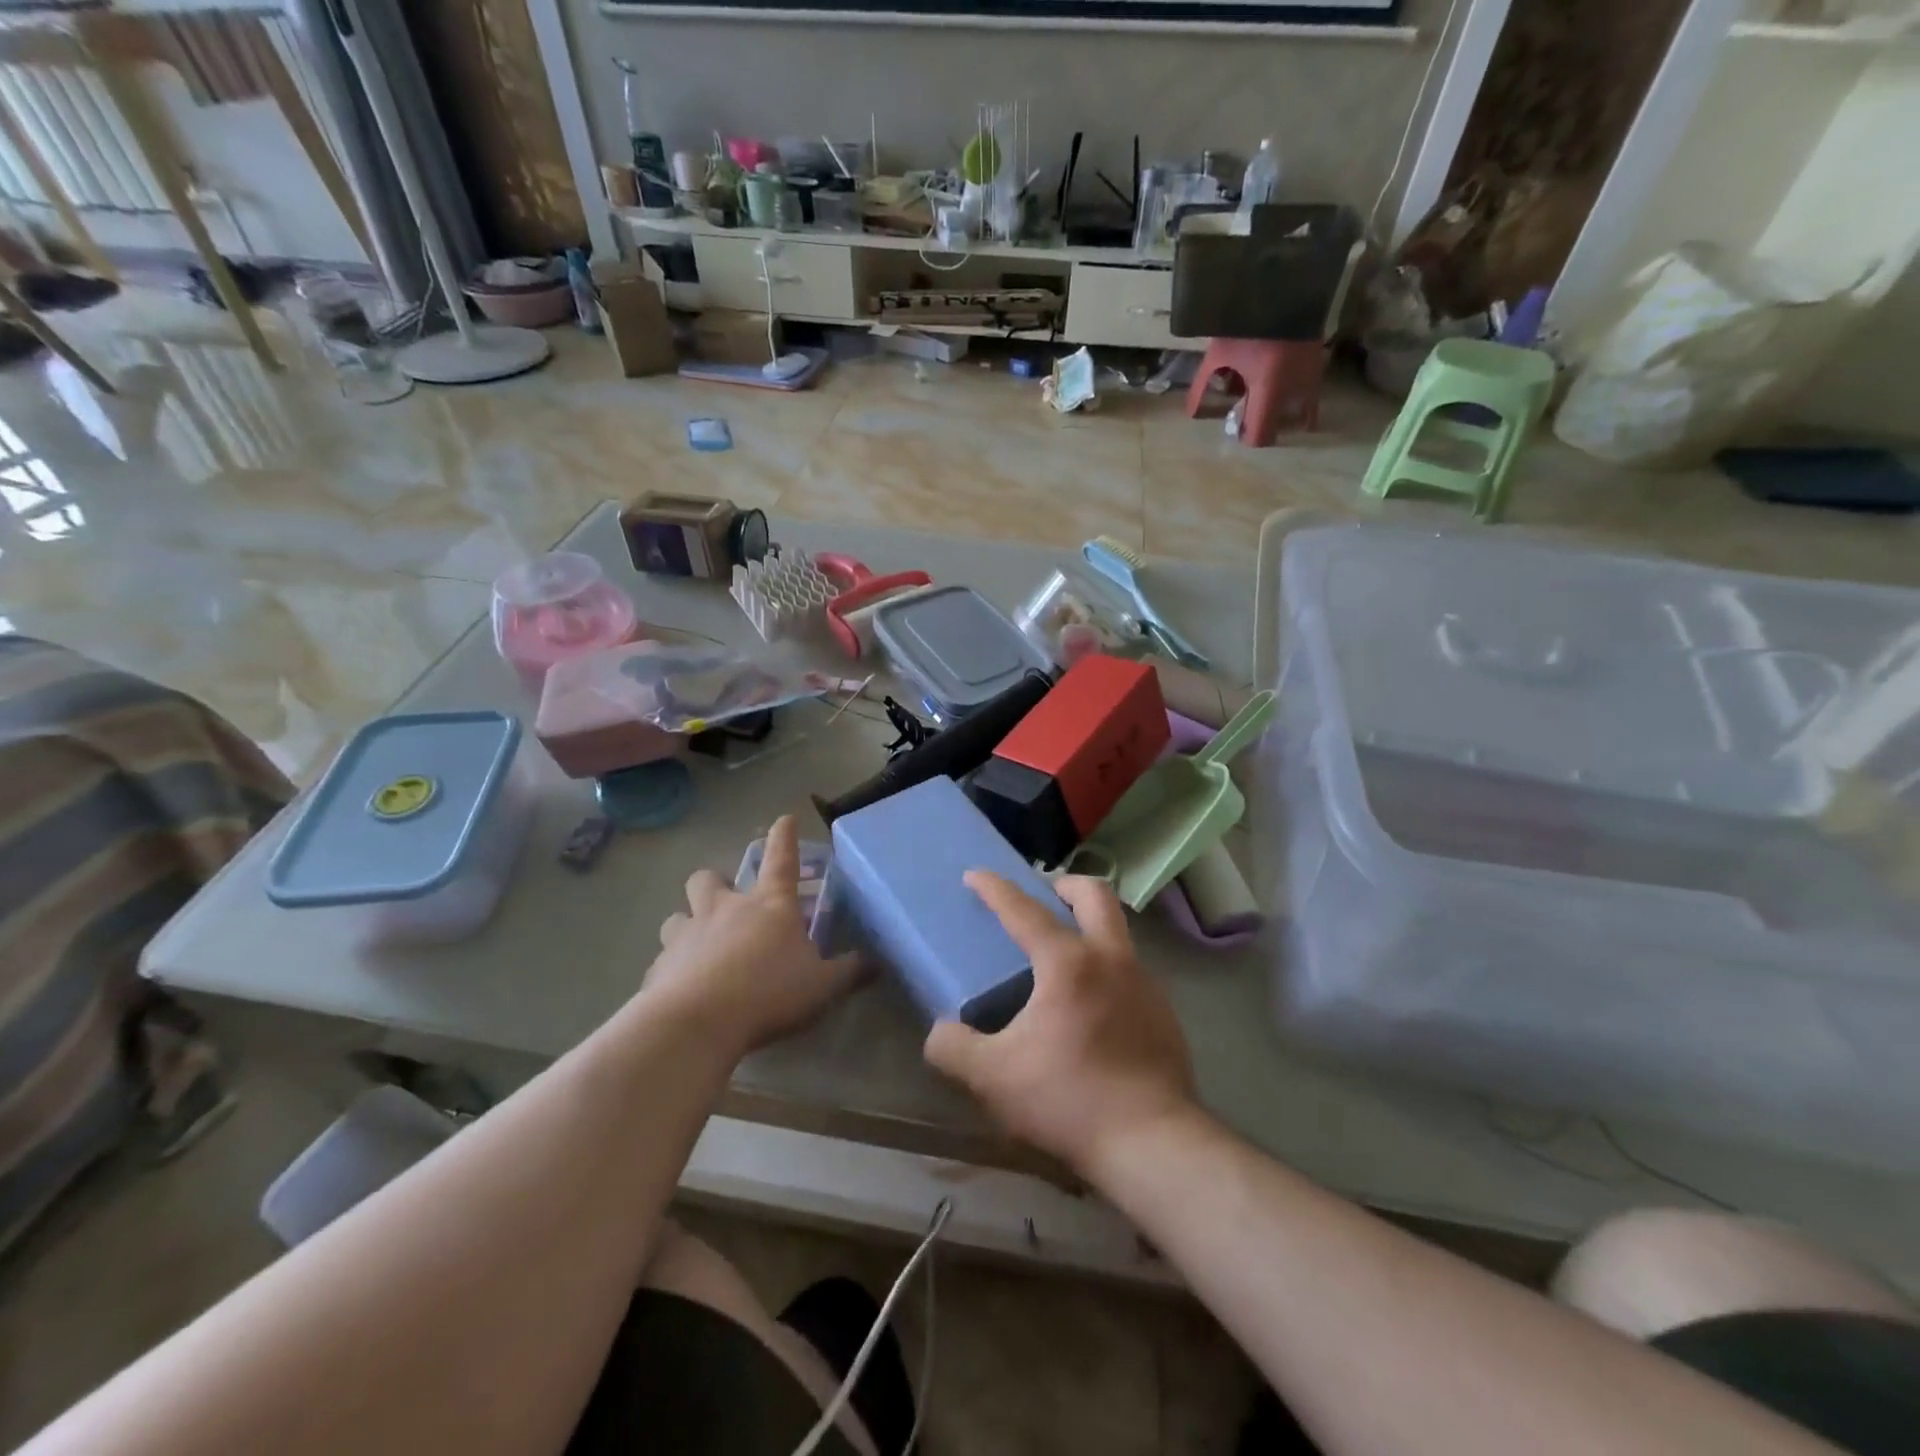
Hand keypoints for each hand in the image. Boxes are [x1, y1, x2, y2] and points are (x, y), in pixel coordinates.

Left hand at [649, 816, 861, 1057]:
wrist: (698, 1023)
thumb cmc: (769, 993)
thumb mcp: (822, 986)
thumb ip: (849, 972)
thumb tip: (876, 962)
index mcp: (769, 906)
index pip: (781, 859)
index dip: (784, 837)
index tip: (784, 819)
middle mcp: (724, 910)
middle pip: (707, 878)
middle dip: (714, 883)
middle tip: (724, 903)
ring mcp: (687, 935)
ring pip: (677, 916)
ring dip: (687, 925)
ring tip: (698, 947)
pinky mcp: (659, 967)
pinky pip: (663, 961)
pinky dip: (672, 970)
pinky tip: (680, 990)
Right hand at [923, 872, 1195, 1177]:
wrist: (1152, 1144)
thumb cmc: (1068, 1099)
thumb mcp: (993, 1078)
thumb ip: (954, 1048)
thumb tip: (940, 1032)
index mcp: (1068, 963)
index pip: (1025, 910)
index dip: (996, 888)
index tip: (976, 875)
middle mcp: (1111, 959)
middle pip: (1095, 895)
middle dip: (1066, 884)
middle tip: (1045, 895)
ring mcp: (1145, 984)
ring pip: (1118, 931)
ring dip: (1090, 927)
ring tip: (1064, 959)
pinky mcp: (1164, 1013)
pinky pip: (1131, 971)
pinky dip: (1107, 969)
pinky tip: (1092, 1008)